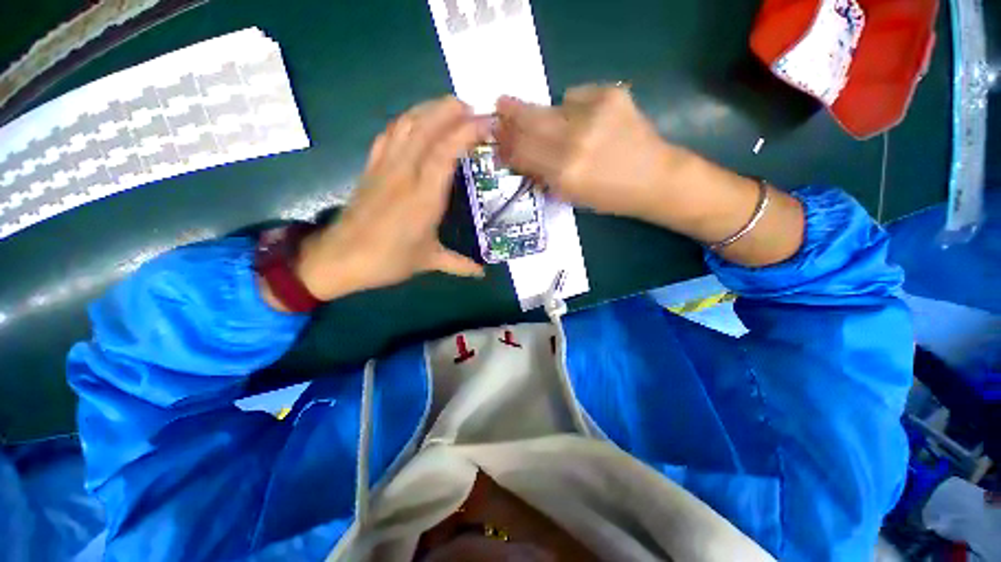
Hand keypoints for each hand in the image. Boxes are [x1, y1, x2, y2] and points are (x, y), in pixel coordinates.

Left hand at [294, 96, 487, 301]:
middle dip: (451, 110)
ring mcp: (385, 167)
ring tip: (450, 108)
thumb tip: (481, 272)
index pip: (446, 151)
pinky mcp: (371, 167)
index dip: (467, 132)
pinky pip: (389, 134)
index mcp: (424, 197)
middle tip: (474, 110)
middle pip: (426, 127)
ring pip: (406, 124)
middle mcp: (404, 174)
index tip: (487, 124)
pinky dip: (406, 120)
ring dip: (429, 109)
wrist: (339, 258)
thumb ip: (459, 264)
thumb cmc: (388, 260)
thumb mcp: (428, 262)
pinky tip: (416, 121)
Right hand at [496, 84, 803, 266]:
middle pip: (529, 121)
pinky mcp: (611, 95)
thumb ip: (540, 174)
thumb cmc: (608, 197)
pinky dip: (571, 107)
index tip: (495, 137)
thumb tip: (517, 155)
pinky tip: (584, 120)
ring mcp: (594, 113)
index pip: (521, 151)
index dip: (505, 143)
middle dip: (511, 115)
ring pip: (549, 106)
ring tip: (546, 122)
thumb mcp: (568, 195)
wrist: (655, 179)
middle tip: (500, 108)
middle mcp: (575, 140)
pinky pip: (574, 95)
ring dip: (541, 114)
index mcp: (564, 173)